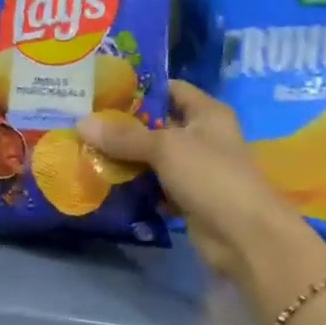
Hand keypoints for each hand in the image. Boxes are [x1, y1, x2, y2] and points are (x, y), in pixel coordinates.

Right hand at [79, 80, 313, 285]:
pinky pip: (155, 187)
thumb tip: (81, 124)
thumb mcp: (166, 148)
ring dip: (124, 160)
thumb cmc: (211, 177)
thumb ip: (124, 136)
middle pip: (157, 126)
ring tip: (84, 152)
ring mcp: (195, 170)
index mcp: (207, 113)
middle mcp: (202, 137)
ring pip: (153, 159)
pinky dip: (135, 188)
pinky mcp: (187, 199)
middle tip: (82, 124)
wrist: (244, 236)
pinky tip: (104, 185)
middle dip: (122, 127)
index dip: (139, 88)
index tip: (101, 90)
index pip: (170, 89)